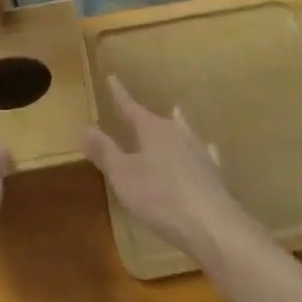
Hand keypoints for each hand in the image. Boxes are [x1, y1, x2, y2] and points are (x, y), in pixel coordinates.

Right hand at [83, 76, 256, 263]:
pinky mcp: (213, 174)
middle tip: (140, 108)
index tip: (112, 77)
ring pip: (184, 132)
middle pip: (159, 120)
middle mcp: (177, 134)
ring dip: (177, 125)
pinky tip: (208, 149)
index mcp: (153, 129)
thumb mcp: (123, 175)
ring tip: (177, 114)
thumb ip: (105, 151)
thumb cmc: (160, 197)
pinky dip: (201, 150)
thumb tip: (87, 128)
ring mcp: (199, 153)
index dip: (119, 94)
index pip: (131, 107)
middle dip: (147, 115)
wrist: (212, 224)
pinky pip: (204, 154)